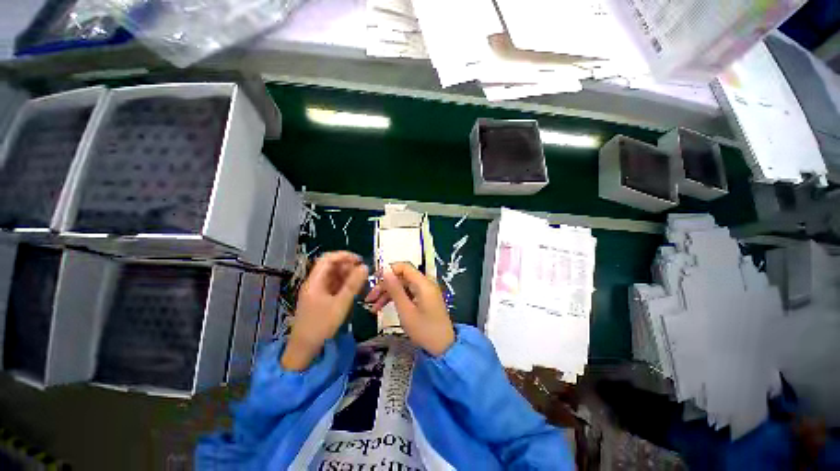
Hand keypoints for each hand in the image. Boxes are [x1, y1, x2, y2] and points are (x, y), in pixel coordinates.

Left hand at [282, 251, 368, 370]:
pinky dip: (345, 284)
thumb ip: (353, 285)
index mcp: (315, 281)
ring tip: (361, 281)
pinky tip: (354, 289)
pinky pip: (334, 286)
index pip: (328, 259)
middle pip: (331, 266)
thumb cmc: (321, 326)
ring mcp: (317, 291)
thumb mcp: (340, 304)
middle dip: (348, 266)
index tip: (359, 260)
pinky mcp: (321, 299)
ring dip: (348, 275)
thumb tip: (365, 266)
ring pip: (334, 276)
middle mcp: (315, 283)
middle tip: (363, 272)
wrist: (304, 350)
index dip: (344, 255)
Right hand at [364, 263, 454, 355]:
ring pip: (403, 286)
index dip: (388, 270)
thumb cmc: (424, 329)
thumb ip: (395, 289)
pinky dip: (396, 299)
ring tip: (373, 308)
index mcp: (423, 283)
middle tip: (369, 299)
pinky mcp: (424, 299)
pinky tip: (384, 308)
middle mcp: (425, 284)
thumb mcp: (406, 310)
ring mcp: (425, 292)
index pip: (404, 267)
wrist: (443, 347)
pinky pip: (408, 294)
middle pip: (402, 277)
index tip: (374, 279)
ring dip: (388, 294)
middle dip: (385, 286)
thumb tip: (385, 270)